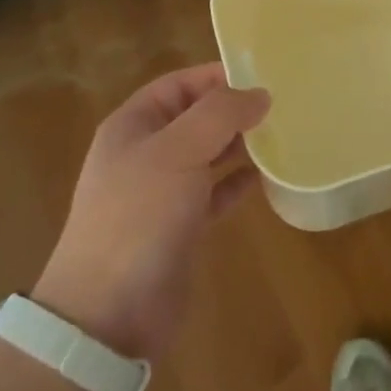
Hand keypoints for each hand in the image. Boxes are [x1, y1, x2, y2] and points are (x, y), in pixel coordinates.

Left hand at [33, 65, 268, 360]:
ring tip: (282, 135)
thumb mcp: (178, 151)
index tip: (262, 76)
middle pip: (195, 117)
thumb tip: (259, 94)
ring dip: (240, 145)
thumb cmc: (139, 216)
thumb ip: (220, 115)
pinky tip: (266, 178)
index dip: (217, 76)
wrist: (107, 314)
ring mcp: (161, 192)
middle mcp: (145, 153)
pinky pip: (214, 193)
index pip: (179, 84)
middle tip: (282, 106)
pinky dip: (237, 183)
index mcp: (133, 125)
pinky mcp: (179, 228)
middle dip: (234, 110)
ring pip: (207, 154)